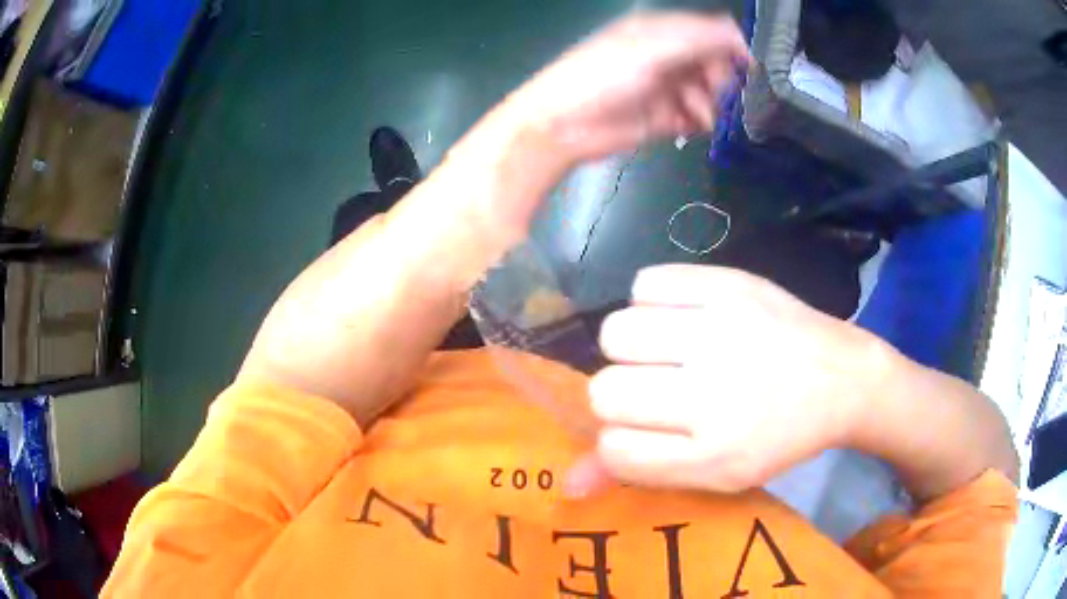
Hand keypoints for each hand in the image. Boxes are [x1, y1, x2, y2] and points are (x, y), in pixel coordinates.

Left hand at [508, 12, 751, 164]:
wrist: (565, 124)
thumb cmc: (604, 76)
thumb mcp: (652, 48)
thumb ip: (699, 38)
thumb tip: (739, 37)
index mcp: (662, 31)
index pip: (711, 31)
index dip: (733, 47)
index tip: (748, 68)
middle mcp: (667, 55)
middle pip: (715, 63)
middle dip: (719, 78)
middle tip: (709, 89)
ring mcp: (666, 87)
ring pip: (709, 93)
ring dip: (708, 103)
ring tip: (693, 113)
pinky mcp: (664, 116)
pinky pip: (696, 117)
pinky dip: (699, 121)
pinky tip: (689, 125)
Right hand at [565, 265, 886, 496]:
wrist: (840, 378)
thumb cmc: (777, 434)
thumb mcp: (717, 472)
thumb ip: (642, 475)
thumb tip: (567, 482)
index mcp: (715, 454)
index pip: (615, 448)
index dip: (620, 438)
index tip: (645, 429)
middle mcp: (715, 395)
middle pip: (606, 390)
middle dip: (621, 392)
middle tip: (659, 386)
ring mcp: (723, 331)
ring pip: (617, 332)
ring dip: (632, 344)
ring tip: (669, 347)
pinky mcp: (731, 284)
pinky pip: (646, 282)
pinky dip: (652, 300)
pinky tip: (682, 313)